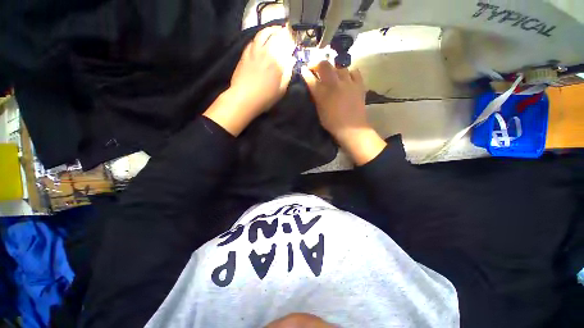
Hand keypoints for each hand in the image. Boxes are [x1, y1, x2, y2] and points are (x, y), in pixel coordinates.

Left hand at [230, 25, 295, 112]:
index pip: (287, 46)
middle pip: (276, 36)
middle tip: (286, 33)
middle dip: (282, 33)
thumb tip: (291, 61)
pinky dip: (259, 37)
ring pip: (263, 33)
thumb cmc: (265, 97)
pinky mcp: (245, 53)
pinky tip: (261, 40)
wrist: (244, 98)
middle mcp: (266, 52)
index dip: (291, 42)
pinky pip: (253, 40)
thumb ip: (288, 74)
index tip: (293, 43)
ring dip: (270, 30)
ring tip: (275, 30)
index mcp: (277, 62)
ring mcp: (254, 51)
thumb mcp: (281, 90)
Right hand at [301, 61, 385, 164]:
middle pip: (324, 65)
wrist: (352, 128)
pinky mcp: (359, 84)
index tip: (303, 69)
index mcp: (322, 93)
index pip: (310, 78)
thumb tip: (315, 87)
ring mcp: (348, 82)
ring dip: (333, 69)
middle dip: (317, 64)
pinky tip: (347, 78)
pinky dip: (349, 73)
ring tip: (333, 74)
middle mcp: (334, 84)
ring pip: (339, 66)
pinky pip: (354, 72)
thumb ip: (316, 97)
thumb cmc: (332, 123)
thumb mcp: (320, 111)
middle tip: (315, 68)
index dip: (305, 72)